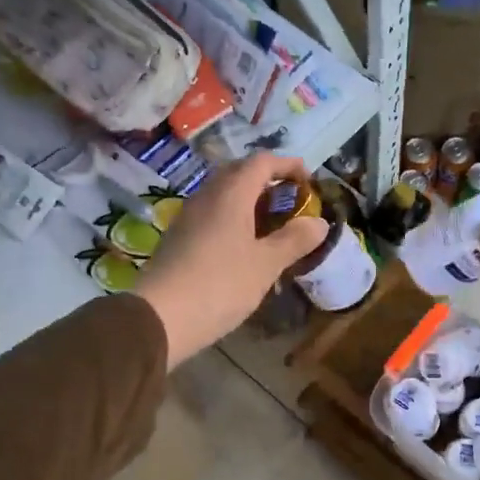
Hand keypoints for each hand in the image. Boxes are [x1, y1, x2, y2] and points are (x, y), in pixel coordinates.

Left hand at [134, 152, 327, 368]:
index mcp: (231, 194)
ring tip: (272, 224)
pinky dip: (234, 219)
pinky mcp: (179, 238)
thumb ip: (294, 240)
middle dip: (268, 180)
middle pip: (239, 173)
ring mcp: (188, 216)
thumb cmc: (220, 285)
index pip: (262, 162)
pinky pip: (212, 215)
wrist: (160, 317)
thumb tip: (319, 222)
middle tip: (291, 201)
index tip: (309, 181)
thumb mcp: (266, 265)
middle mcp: (207, 196)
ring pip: (224, 195)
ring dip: (250, 201)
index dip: (288, 165)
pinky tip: (244, 245)